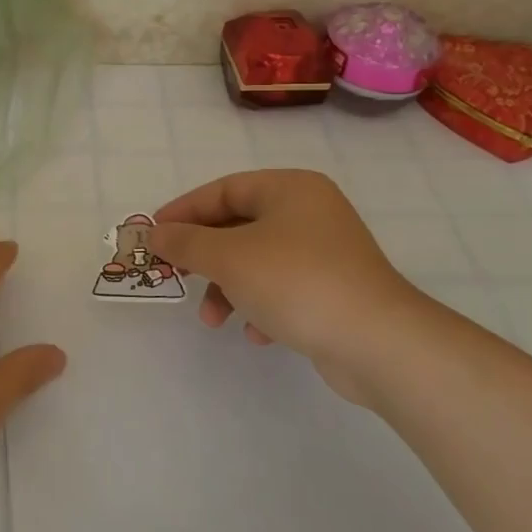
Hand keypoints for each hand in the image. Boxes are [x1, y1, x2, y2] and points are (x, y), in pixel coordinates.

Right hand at [150, 169, 427, 400]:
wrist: (378, 342)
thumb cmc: (296, 281)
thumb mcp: (228, 257)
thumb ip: (185, 242)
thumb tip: (155, 234)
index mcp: (290, 189)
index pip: (223, 190)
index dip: (184, 211)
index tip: (154, 235)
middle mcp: (310, 212)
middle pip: (239, 226)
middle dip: (205, 257)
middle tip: (176, 275)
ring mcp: (326, 252)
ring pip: (257, 261)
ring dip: (228, 288)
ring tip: (214, 319)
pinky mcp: (335, 290)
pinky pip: (283, 289)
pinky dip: (260, 306)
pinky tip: (257, 333)